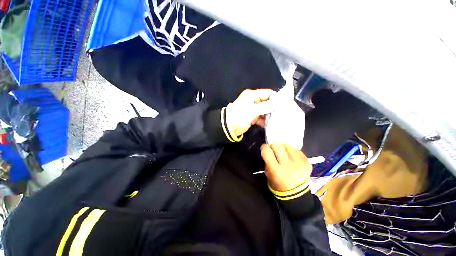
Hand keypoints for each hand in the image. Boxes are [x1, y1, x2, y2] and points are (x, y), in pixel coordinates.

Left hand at [225, 89, 276, 136]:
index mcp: (252, 95)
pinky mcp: (252, 117)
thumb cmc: (240, 116)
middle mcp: (253, 101)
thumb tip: (278, 102)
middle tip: (277, 115)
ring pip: (265, 110)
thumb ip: (266, 106)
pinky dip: (264, 120)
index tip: (281, 105)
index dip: (275, 98)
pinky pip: (261, 117)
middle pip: (267, 102)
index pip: (267, 93)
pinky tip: (266, 124)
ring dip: (268, 115)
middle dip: (272, 109)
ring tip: (270, 121)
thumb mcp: (253, 110)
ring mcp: (253, 109)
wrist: (229, 127)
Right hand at [261, 144, 311, 191]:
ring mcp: (299, 163)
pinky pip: (295, 149)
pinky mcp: (307, 161)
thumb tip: (269, 149)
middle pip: (277, 145)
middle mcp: (288, 165)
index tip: (265, 149)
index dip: (264, 148)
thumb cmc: (278, 184)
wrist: (297, 194)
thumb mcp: (268, 174)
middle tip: (273, 150)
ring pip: (286, 145)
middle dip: (273, 146)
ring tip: (282, 152)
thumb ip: (267, 161)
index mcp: (276, 171)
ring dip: (282, 147)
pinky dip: (290, 150)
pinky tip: (290, 156)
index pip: (267, 151)